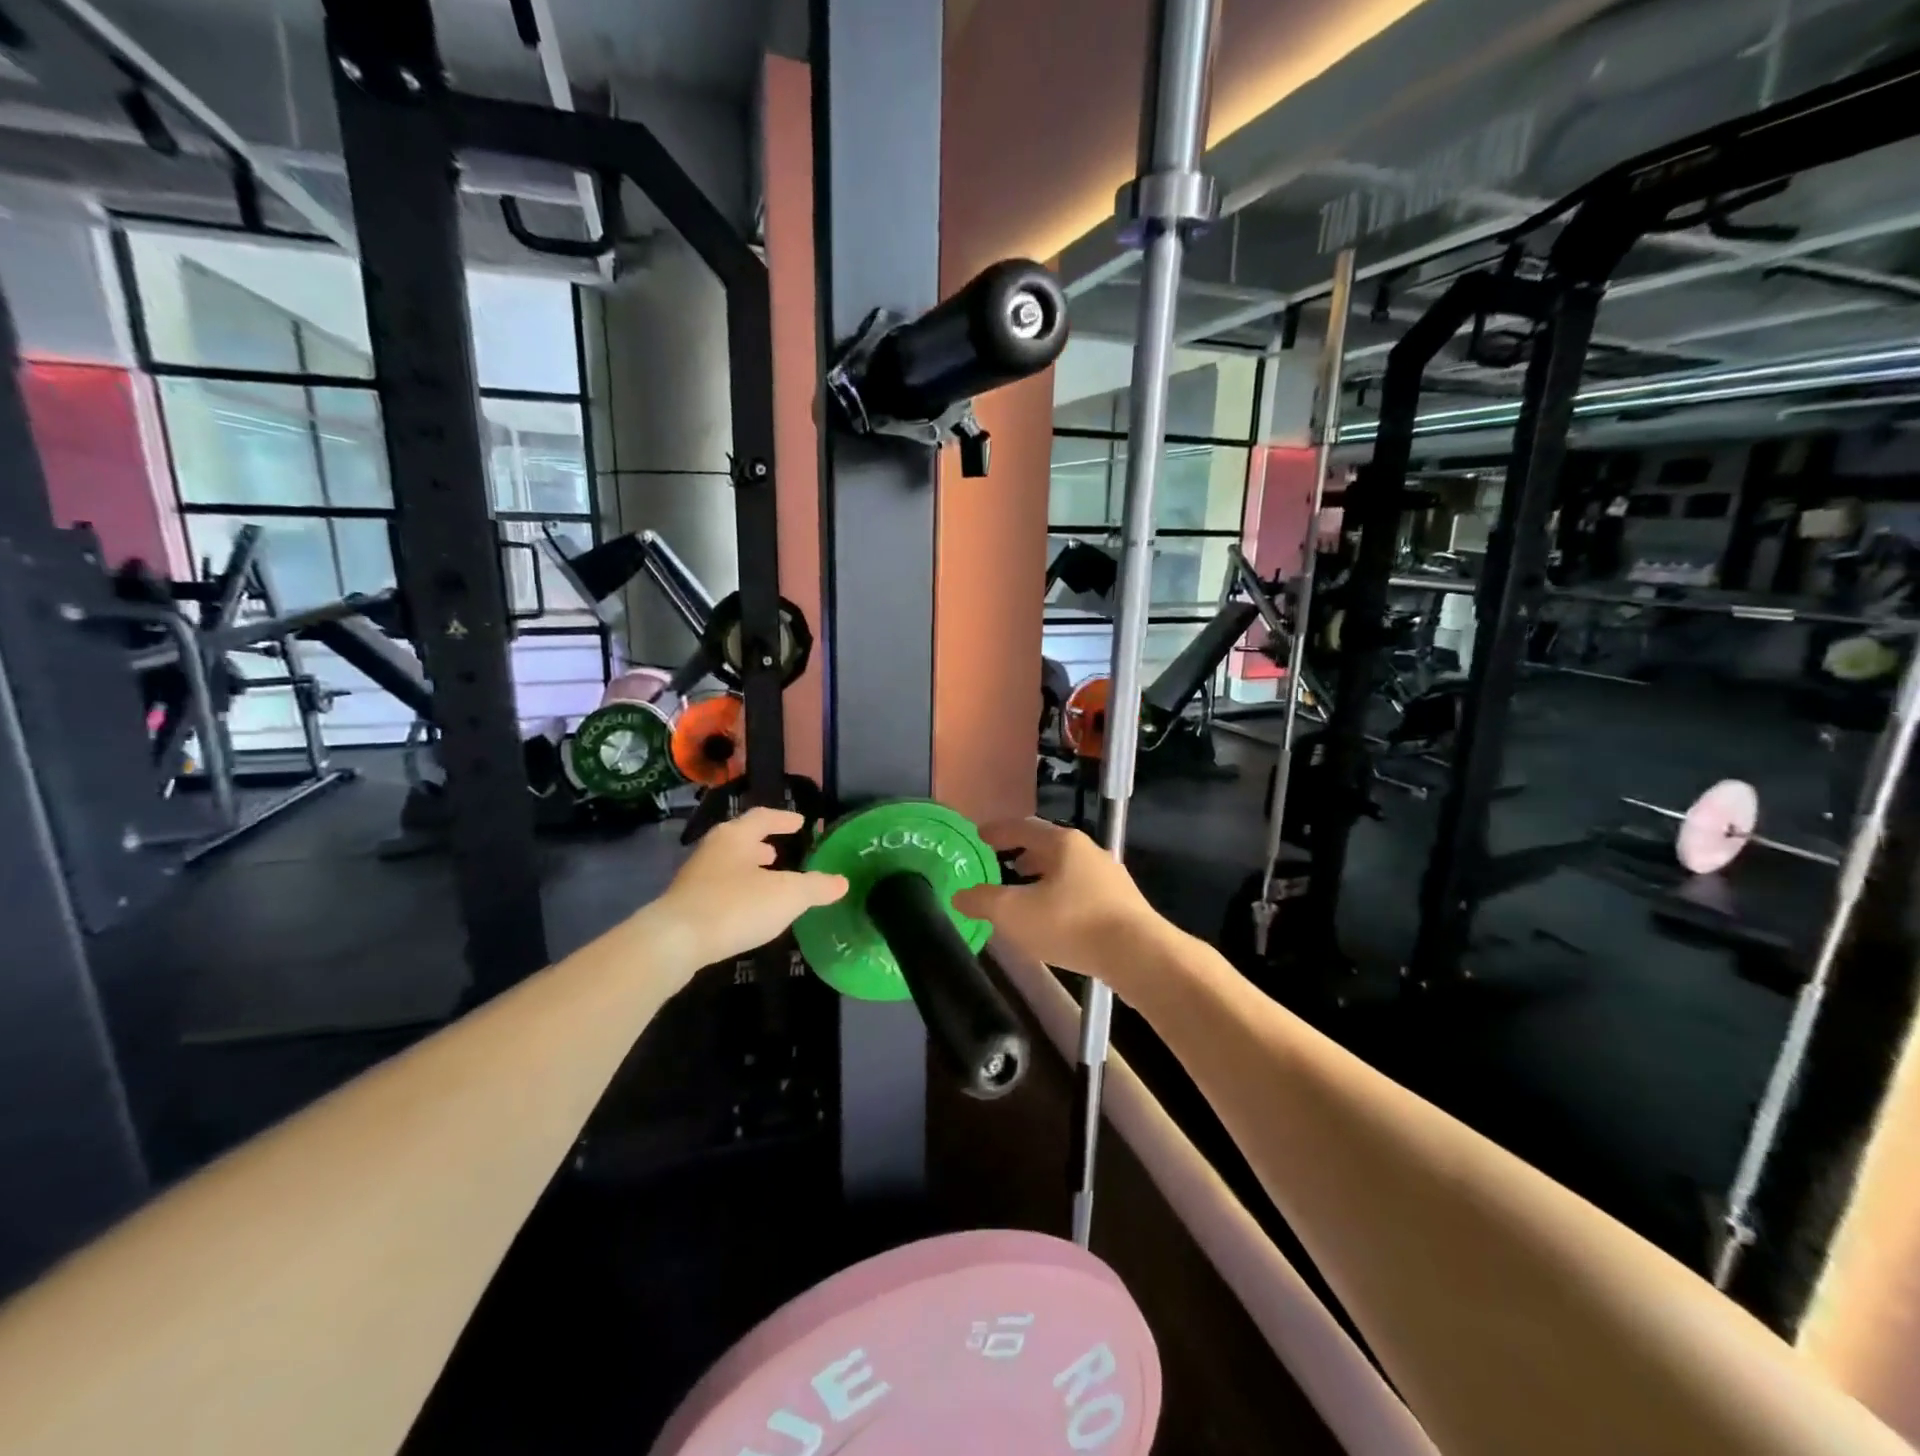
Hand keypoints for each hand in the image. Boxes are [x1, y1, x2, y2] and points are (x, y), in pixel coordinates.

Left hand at [649, 807, 846, 971]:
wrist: (675, 941)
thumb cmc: (736, 906)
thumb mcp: (788, 895)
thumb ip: (816, 887)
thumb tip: (842, 882)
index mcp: (736, 837)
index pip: (763, 817)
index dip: (783, 819)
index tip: (800, 823)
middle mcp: (713, 850)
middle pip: (740, 839)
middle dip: (761, 844)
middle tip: (778, 850)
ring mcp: (695, 877)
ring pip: (728, 865)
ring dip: (748, 868)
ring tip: (766, 878)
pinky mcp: (685, 905)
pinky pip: (718, 889)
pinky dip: (737, 891)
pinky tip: (747, 908)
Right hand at [952, 818, 1165, 986]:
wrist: (1139, 955)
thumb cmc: (1072, 924)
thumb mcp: (1015, 914)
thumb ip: (984, 902)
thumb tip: (960, 895)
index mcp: (1063, 843)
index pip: (1023, 827)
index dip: (998, 831)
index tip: (980, 835)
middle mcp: (1088, 851)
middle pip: (1048, 846)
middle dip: (1022, 854)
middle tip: (1000, 864)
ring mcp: (1109, 876)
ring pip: (1066, 869)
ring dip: (1042, 876)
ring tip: (1024, 893)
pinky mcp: (1121, 902)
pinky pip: (1081, 890)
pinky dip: (1060, 895)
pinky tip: (1054, 917)